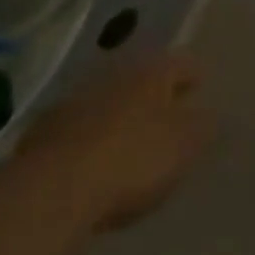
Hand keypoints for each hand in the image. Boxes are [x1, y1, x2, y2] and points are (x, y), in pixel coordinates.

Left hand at [16, 53, 212, 230]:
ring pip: (107, 101)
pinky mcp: (43, 134)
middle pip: (142, 78)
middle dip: (153, 93)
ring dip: (117, 115)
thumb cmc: (132, 159)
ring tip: (126, 140)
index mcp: (153, 70)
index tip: (200, 86)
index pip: (182, 63)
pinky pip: (76, 131)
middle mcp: (116, 74)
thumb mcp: (184, 145)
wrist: (52, 191)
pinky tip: (89, 163)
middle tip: (165, 112)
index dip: (193, 75)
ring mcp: (76, 101)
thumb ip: (203, 126)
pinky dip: (87, 140)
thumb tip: (212, 114)